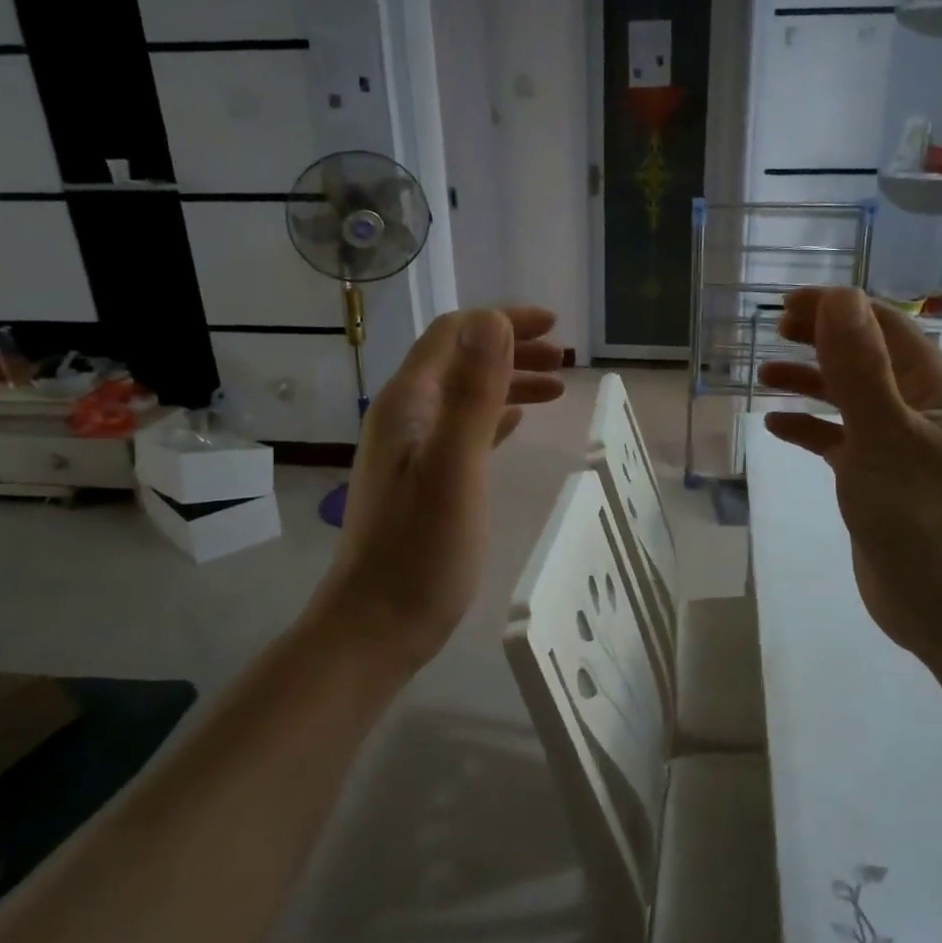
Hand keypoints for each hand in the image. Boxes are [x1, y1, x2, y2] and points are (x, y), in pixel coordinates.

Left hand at [311, 307, 564, 674]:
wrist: (378, 623)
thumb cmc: (420, 549)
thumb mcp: (454, 466)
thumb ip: (472, 393)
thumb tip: (493, 319)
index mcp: (407, 403)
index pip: (453, 334)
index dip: (501, 321)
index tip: (552, 327)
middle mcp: (404, 417)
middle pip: (459, 362)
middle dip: (511, 350)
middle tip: (563, 359)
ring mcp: (412, 451)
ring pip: (465, 396)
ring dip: (508, 383)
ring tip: (556, 388)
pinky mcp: (424, 480)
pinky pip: (464, 430)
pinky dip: (495, 416)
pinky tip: (518, 423)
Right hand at [758, 288, 941, 660]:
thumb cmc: (921, 515)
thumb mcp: (884, 434)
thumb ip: (859, 367)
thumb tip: (838, 298)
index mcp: (937, 389)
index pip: (885, 327)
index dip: (838, 309)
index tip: (786, 307)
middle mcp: (922, 410)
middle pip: (867, 358)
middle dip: (821, 340)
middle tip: (774, 332)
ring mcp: (901, 448)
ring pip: (851, 400)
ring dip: (811, 383)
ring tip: (764, 376)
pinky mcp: (880, 481)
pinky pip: (841, 442)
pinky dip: (811, 430)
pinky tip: (776, 428)